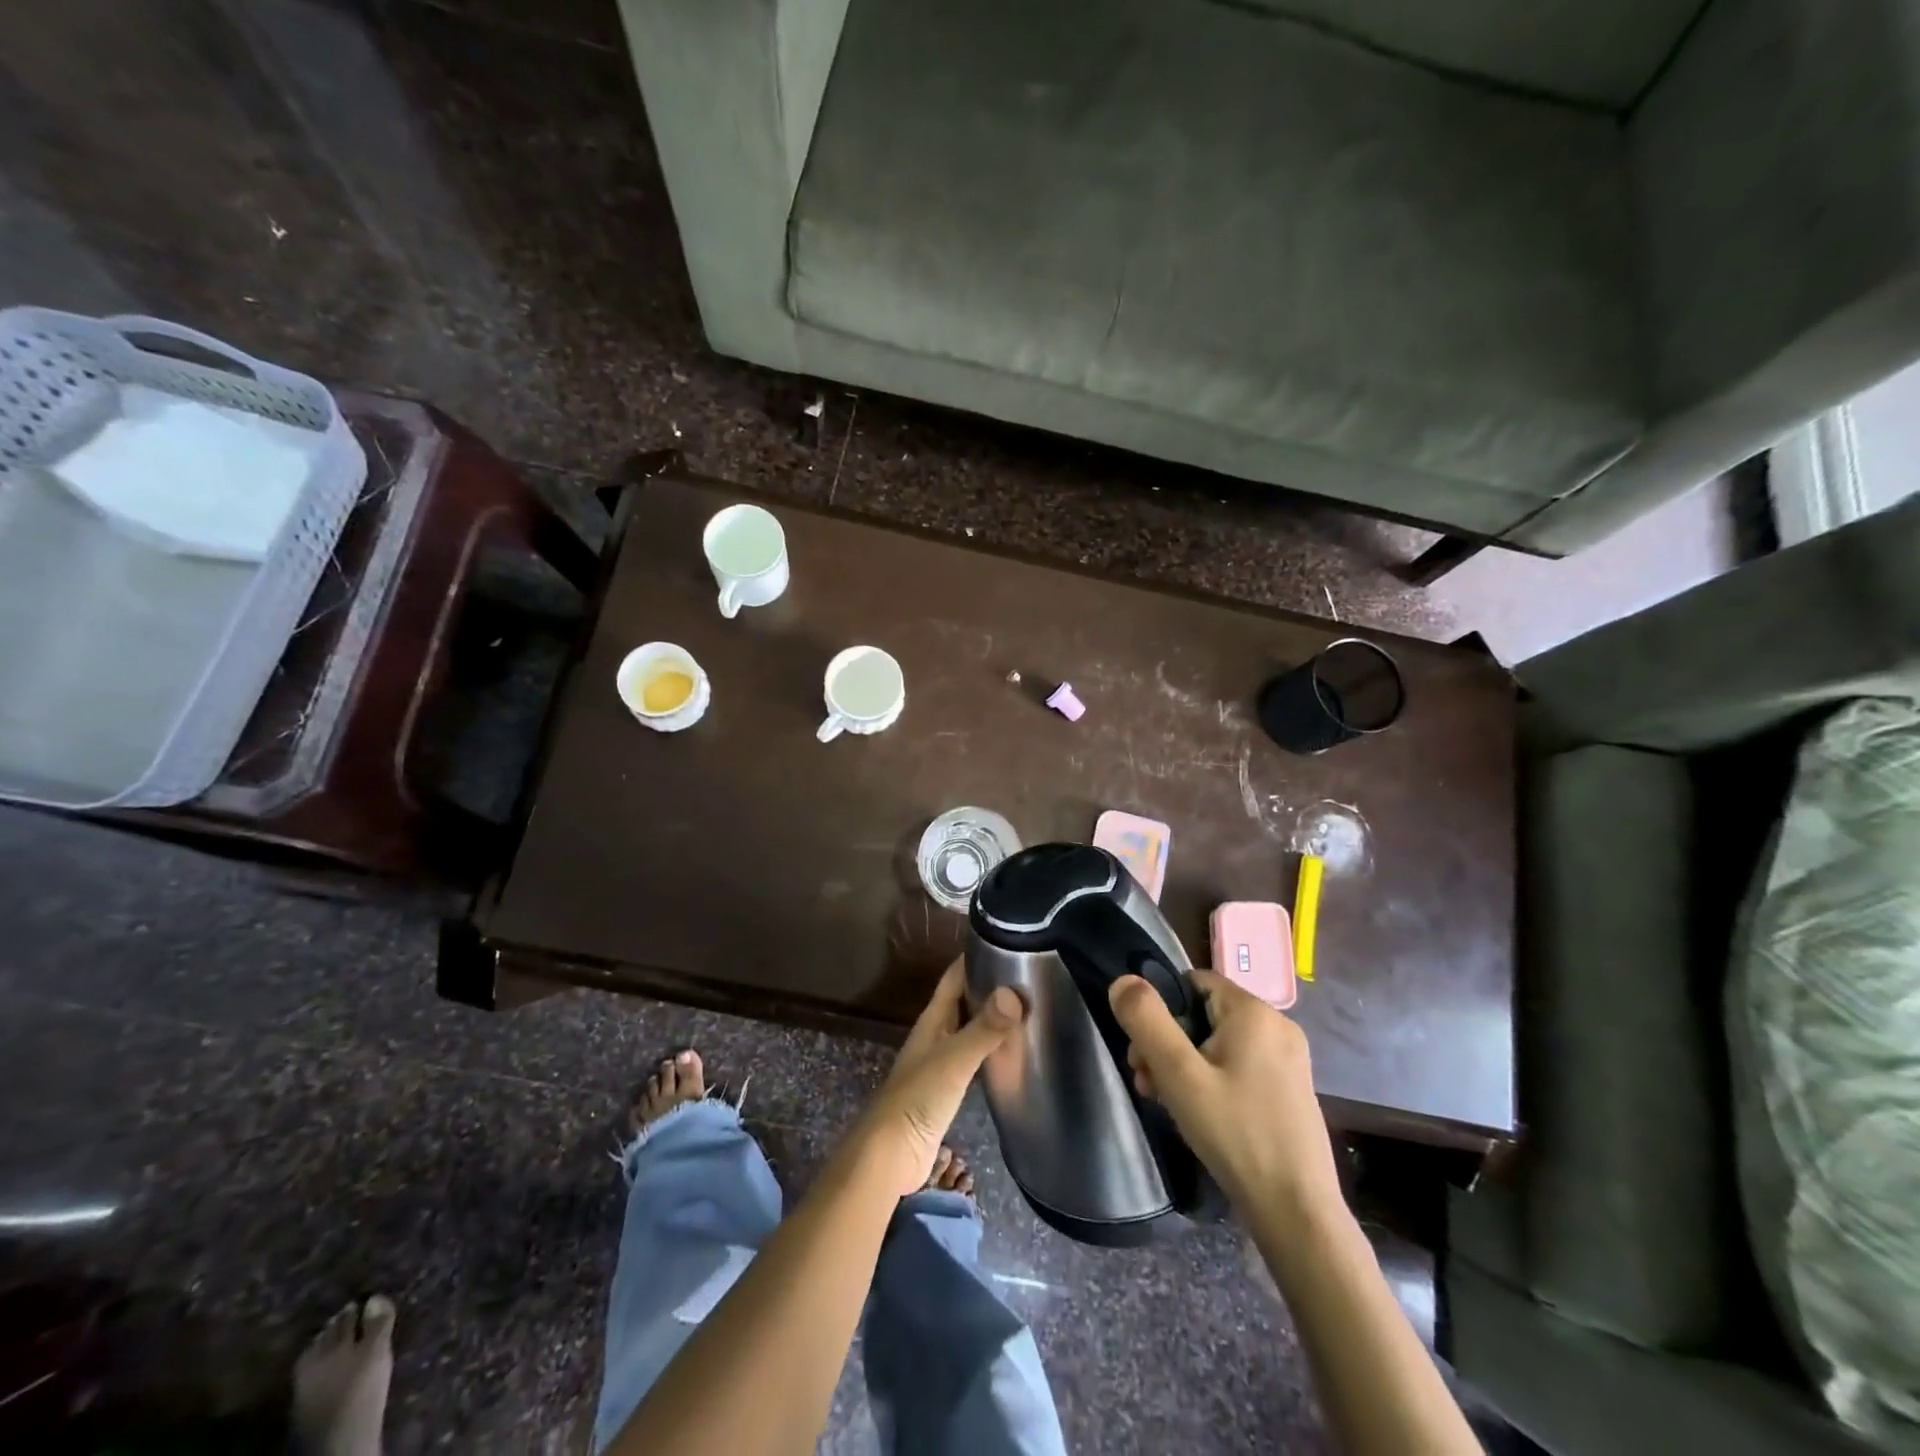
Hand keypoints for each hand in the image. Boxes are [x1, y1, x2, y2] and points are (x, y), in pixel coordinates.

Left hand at [855, 960, 1023, 1195]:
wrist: (891, 1154)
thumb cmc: (919, 1098)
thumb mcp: (955, 1059)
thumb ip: (984, 1029)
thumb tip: (1015, 993)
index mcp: (932, 1021)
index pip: (954, 979)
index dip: (973, 959)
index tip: (1005, 943)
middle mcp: (935, 1035)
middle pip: (962, 1002)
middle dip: (988, 987)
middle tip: (1026, 976)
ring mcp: (940, 1063)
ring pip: (968, 1030)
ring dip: (990, 1019)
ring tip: (1026, 1010)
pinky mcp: (947, 1090)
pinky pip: (973, 1059)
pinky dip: (990, 1050)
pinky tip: (1010, 1054)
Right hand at [1108, 969, 1340, 1217]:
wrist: (1296, 1212)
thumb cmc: (1235, 1134)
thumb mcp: (1178, 1074)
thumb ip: (1146, 1021)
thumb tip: (1122, 980)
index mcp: (1255, 1012)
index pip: (1193, 982)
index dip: (1162, 1009)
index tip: (1143, 1050)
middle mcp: (1278, 1026)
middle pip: (1203, 1014)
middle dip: (1168, 1043)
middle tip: (1146, 1082)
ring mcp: (1288, 1060)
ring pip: (1218, 1043)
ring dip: (1185, 1065)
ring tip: (1165, 1102)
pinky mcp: (1290, 1089)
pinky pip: (1239, 1066)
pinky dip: (1212, 1080)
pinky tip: (1198, 1114)